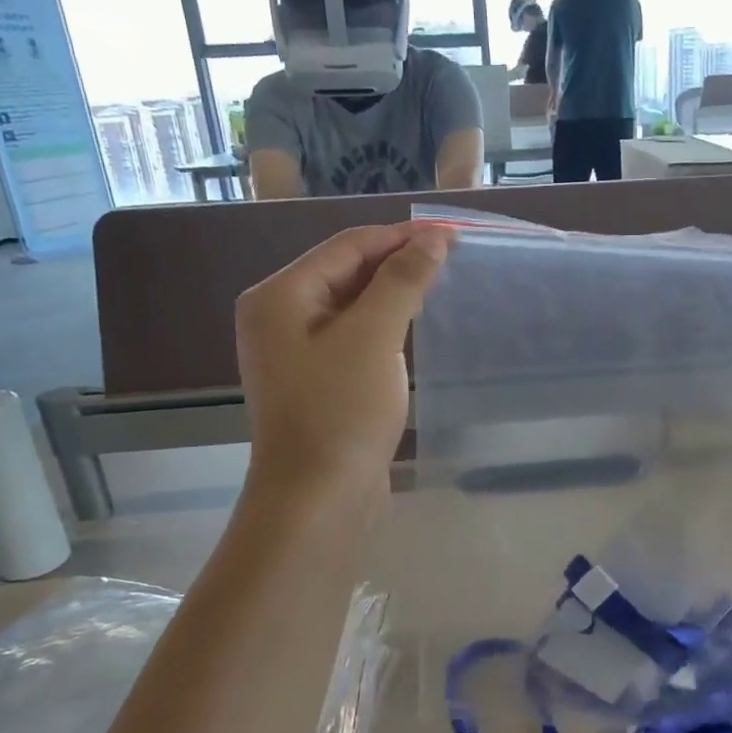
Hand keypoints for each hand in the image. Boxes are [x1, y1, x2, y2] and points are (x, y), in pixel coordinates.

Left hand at [234, 222, 451, 508]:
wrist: (318, 499)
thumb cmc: (341, 412)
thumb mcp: (374, 337)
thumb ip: (402, 281)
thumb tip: (433, 239)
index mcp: (279, 296)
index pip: (346, 246)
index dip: (400, 236)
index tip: (452, 234)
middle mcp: (279, 316)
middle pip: (344, 271)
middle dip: (396, 262)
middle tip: (452, 259)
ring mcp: (294, 351)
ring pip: (351, 305)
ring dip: (392, 293)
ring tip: (439, 286)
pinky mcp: (315, 380)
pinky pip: (352, 336)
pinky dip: (383, 325)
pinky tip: (412, 326)